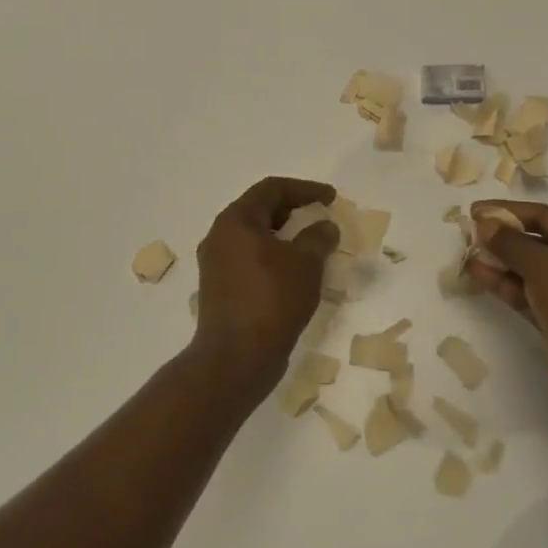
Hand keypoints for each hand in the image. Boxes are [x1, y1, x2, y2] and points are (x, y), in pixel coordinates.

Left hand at [191, 177, 341, 396]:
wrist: (236, 359)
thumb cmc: (271, 300)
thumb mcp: (305, 263)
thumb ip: (318, 237)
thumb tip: (325, 227)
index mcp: (235, 221)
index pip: (271, 189)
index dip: (305, 188)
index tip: (331, 197)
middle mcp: (220, 236)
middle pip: (259, 210)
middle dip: (293, 209)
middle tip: (320, 214)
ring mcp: (216, 264)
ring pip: (254, 237)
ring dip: (284, 235)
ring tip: (312, 243)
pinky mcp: (220, 289)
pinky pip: (250, 260)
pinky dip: (273, 257)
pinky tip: (294, 271)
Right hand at [465, 201, 547, 410]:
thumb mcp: (542, 265)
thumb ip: (510, 242)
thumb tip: (485, 224)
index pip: (547, 216)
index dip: (511, 211)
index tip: (477, 210)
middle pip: (540, 243)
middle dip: (505, 238)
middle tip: (471, 234)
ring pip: (533, 271)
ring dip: (502, 262)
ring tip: (469, 255)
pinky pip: (531, 295)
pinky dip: (507, 286)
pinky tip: (479, 277)